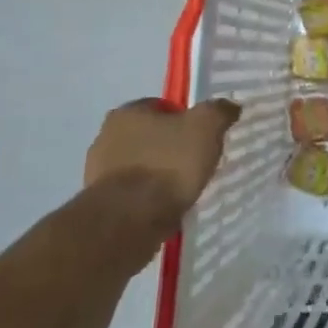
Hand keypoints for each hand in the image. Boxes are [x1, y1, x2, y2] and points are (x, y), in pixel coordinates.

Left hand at [84, 98, 241, 219]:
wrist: (129, 221)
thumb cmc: (167, 164)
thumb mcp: (205, 127)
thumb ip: (219, 111)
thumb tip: (229, 106)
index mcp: (127, 112)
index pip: (163, 107)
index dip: (186, 119)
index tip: (203, 137)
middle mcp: (106, 137)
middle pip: (150, 136)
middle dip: (170, 147)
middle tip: (195, 162)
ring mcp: (98, 173)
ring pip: (141, 166)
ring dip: (159, 174)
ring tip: (183, 189)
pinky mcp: (100, 204)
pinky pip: (133, 194)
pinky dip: (149, 198)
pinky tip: (166, 208)